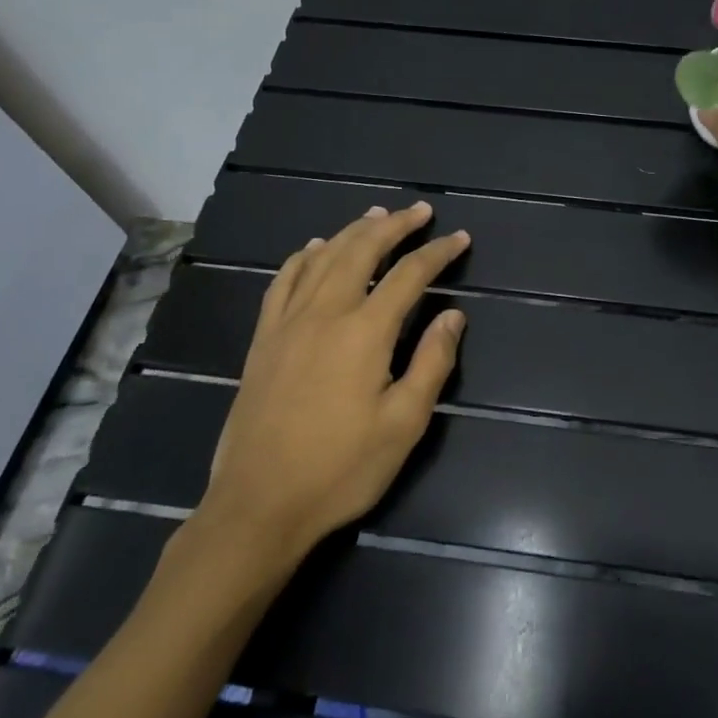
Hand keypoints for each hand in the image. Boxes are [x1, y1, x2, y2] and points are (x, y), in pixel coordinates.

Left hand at [189, 201, 470, 570]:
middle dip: (395, 225)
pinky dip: (303, 257)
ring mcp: (288, 323)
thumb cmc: (340, 469)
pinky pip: (283, 282)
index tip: (460, 238)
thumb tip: (453, 316)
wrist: (258, 505)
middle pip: (362, 250)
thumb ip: (432, 363)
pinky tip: (314, 249)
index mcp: (364, 332)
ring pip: (323, 258)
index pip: (409, 275)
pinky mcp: (263, 340)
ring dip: (353, 231)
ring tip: (376, 214)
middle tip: (419, 211)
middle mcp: (325, 313)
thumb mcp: (403, 424)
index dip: (438, 252)